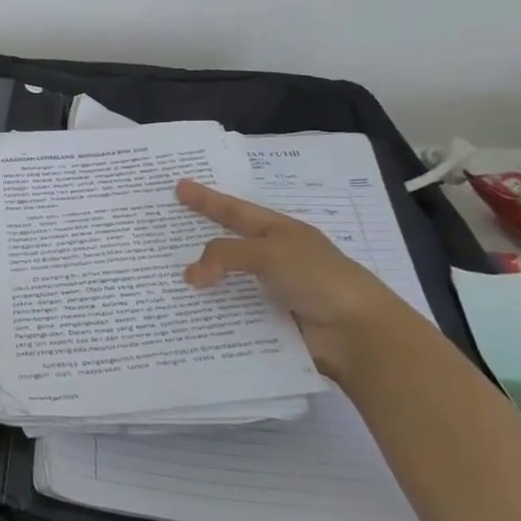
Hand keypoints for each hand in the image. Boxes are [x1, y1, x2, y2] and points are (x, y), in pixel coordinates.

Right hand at [176, 180, 417, 380]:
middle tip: (164, 234)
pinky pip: (231, 312)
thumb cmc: (318, 279)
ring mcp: (271, 291)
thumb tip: (189, 275)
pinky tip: (184, 316)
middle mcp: (274, 258)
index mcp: (279, 232)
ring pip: (226, 281)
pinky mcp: (268, 321)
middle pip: (227, 246)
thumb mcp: (269, 253)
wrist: (356, 333)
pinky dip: (211, 313)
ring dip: (201, 282)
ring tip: (164, 279)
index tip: (180, 187)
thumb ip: (225, 255)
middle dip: (197, 240)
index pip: (234, 211)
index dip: (207, 200)